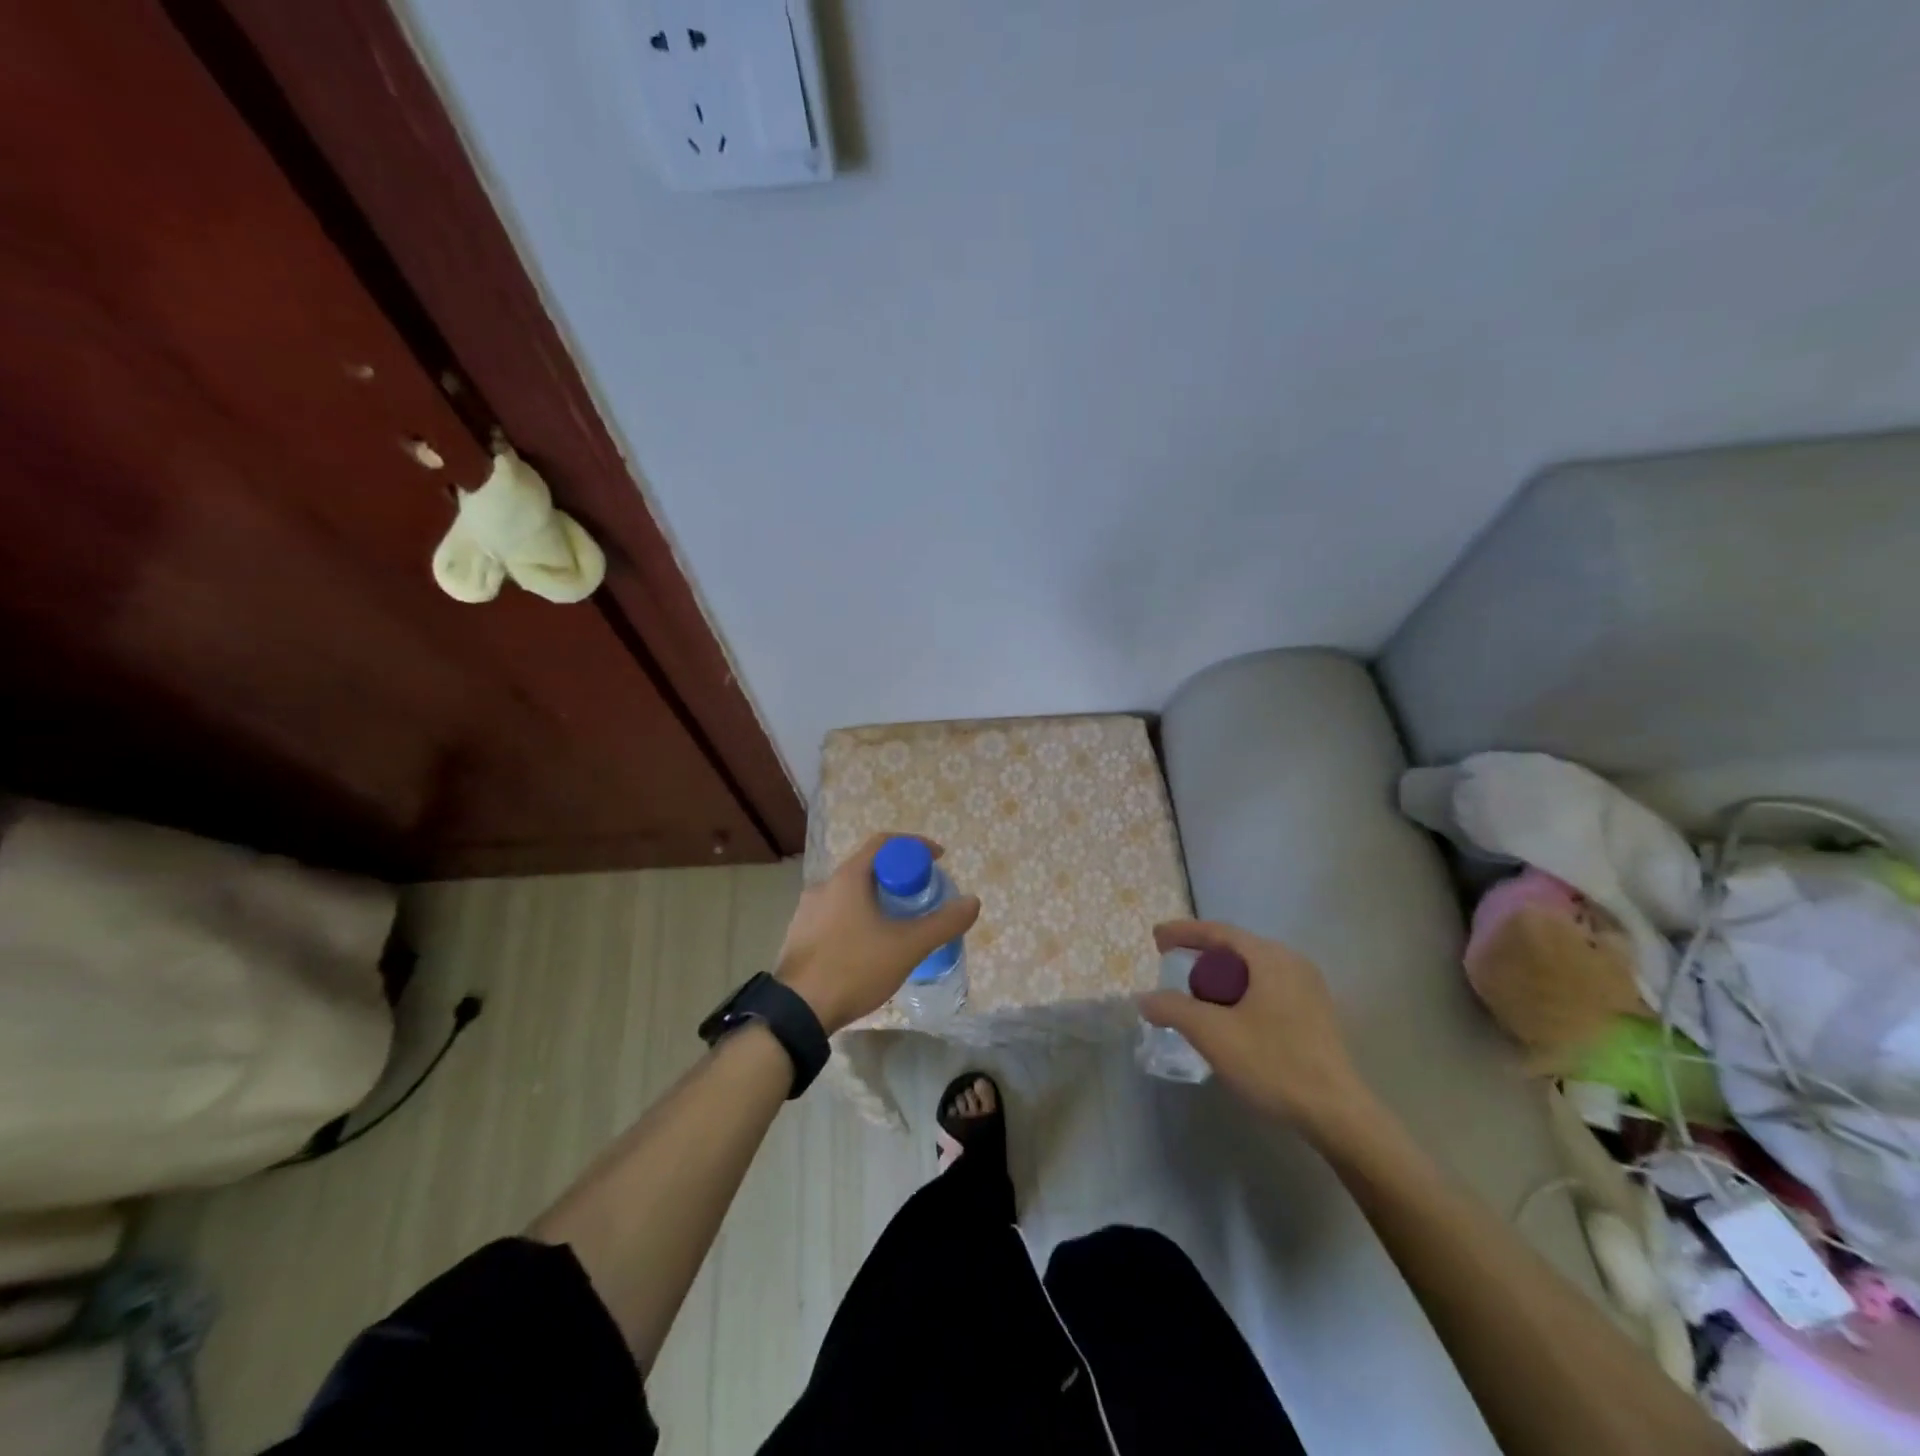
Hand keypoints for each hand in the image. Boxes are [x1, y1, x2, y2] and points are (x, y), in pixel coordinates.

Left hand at [775, 833, 980, 1035]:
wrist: (796, 1013)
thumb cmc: (854, 968)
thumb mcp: (907, 947)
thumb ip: (943, 923)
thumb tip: (973, 901)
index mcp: (848, 877)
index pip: (885, 843)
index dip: (915, 846)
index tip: (939, 860)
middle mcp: (824, 885)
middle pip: (869, 868)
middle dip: (900, 877)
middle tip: (924, 896)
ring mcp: (807, 911)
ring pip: (852, 893)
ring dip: (879, 899)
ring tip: (901, 924)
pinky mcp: (800, 935)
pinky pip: (837, 914)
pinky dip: (860, 918)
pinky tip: (871, 947)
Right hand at [1140, 920, 1370, 1134]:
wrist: (1337, 1115)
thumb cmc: (1273, 1063)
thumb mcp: (1212, 1034)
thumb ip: (1173, 1009)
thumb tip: (1144, 998)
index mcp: (1270, 958)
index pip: (1218, 932)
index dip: (1183, 932)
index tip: (1156, 939)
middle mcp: (1292, 963)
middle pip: (1236, 949)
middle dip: (1202, 956)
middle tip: (1173, 967)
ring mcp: (1309, 988)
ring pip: (1253, 970)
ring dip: (1222, 978)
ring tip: (1198, 996)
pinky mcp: (1315, 1013)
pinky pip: (1268, 988)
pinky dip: (1242, 993)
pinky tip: (1231, 1019)